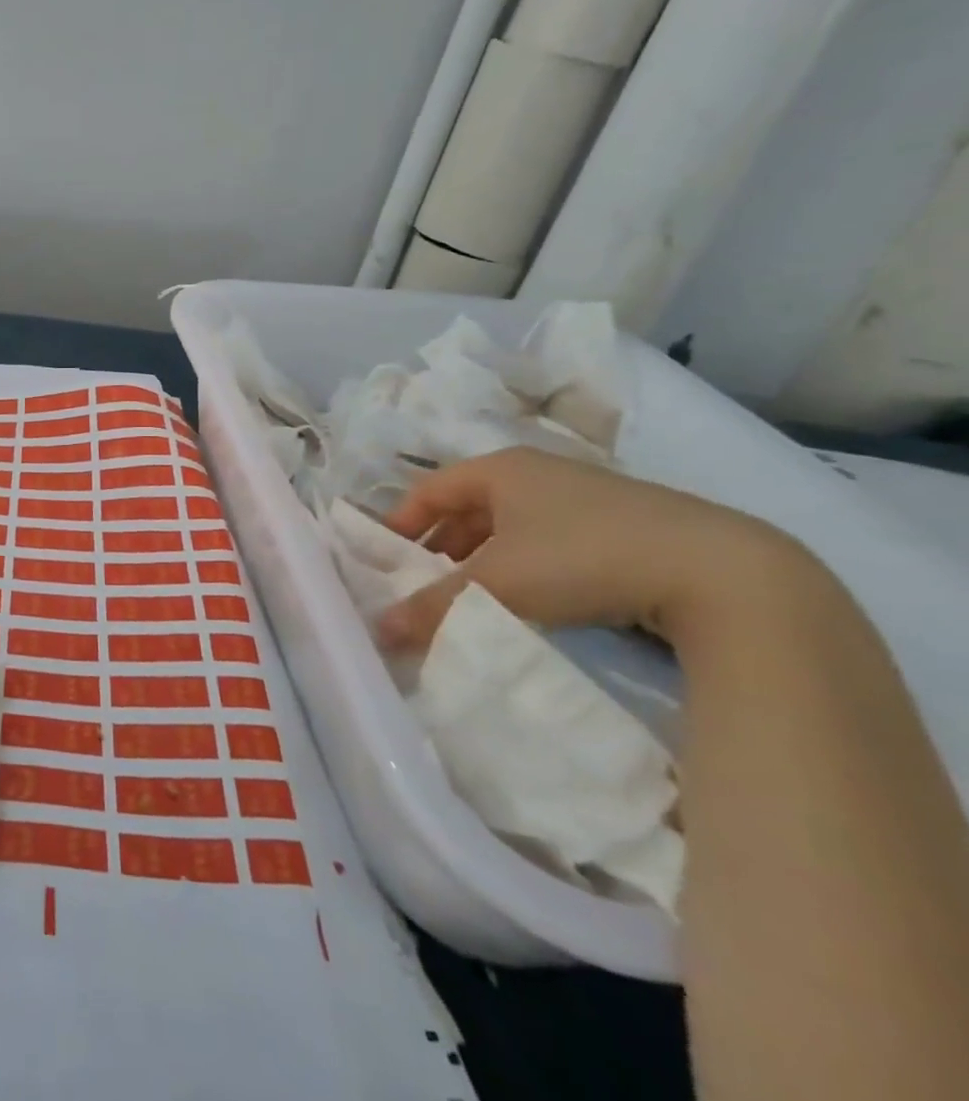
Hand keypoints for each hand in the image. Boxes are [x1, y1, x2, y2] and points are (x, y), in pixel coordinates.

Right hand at [375, 446, 809, 654]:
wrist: (721, 571)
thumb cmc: (583, 559)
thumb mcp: (497, 585)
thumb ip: (432, 606)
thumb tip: (378, 631)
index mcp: (501, 469)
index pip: (429, 488)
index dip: (400, 521)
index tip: (385, 559)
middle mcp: (538, 472)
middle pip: (468, 505)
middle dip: (440, 544)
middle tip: (423, 583)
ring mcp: (585, 496)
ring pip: (510, 524)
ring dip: (482, 556)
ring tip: (472, 595)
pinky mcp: (623, 525)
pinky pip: (549, 538)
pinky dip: (525, 563)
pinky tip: (533, 596)